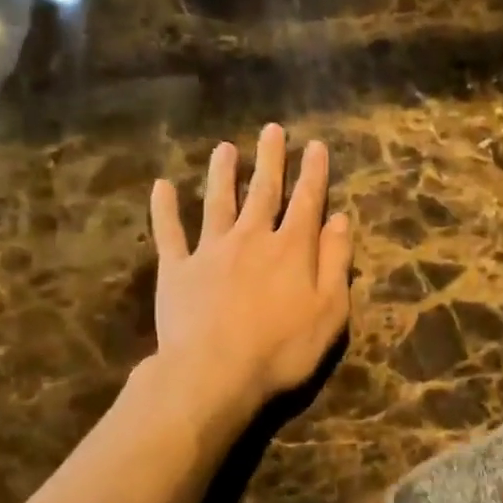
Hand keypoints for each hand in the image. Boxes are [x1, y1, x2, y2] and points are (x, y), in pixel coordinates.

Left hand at [148, 124, 352, 421]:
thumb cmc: (282, 348)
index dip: (313, 173)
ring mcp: (210, 251)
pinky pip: (170, 233)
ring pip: (217, 202)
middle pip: (263, 191)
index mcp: (291, 249)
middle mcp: (251, 238)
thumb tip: (340, 219)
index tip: (315, 146)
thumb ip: (336, 262)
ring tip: (225, 148)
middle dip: (270, 160)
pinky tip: (162, 186)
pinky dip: (165, 209)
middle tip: (272, 130)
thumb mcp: (329, 310)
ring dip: (223, 173)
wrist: (214, 372)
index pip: (307, 202)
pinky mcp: (177, 270)